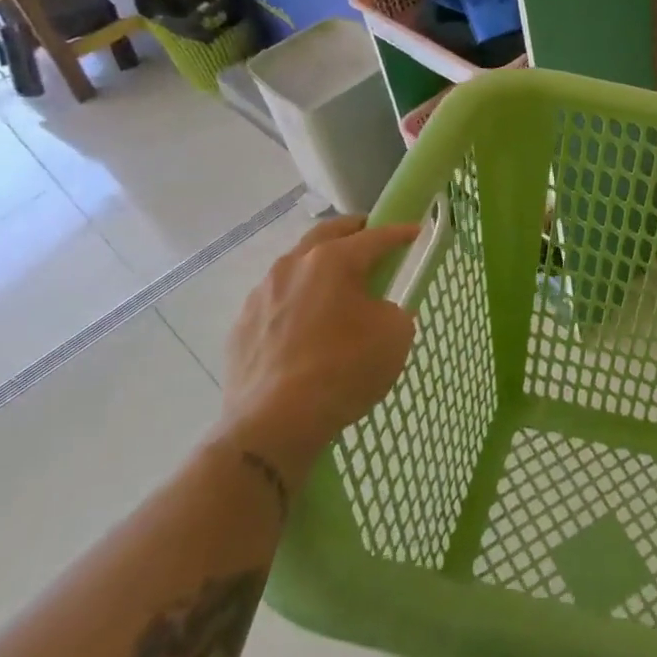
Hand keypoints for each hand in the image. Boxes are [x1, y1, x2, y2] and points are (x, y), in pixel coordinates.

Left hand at [214, 214, 420, 482]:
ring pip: (295, 265)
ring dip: (318, 266)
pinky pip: (275, 301)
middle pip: (327, 234)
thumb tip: (379, 311)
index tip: (415, 232)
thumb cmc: (344, 370)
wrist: (274, 424)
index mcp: (333, 260)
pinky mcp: (241, 326)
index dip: (400, 233)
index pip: (375, 237)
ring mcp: (261, 294)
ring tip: (334, 286)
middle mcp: (293, 265)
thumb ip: (394, 311)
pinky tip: (304, 326)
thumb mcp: (395, 336)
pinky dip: (295, 301)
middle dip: (353, 231)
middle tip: (370, 239)